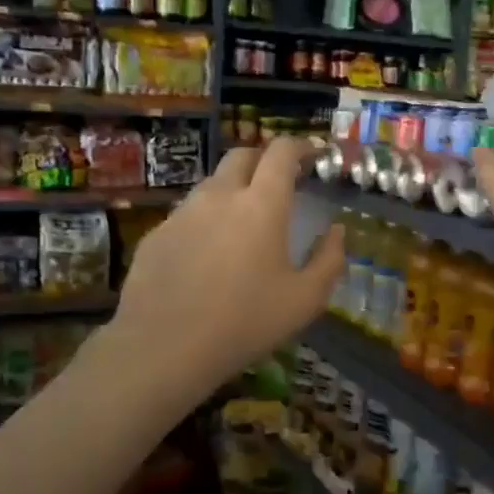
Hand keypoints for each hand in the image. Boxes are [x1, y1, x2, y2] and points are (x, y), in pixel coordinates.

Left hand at [109, 136, 342, 400]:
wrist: (164, 347)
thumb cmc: (245, 323)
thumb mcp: (305, 300)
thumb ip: (329, 259)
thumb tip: (336, 231)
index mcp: (261, 204)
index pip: (281, 152)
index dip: (300, 147)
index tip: (313, 156)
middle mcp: (220, 196)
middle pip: (242, 156)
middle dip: (264, 161)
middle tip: (279, 184)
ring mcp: (183, 213)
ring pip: (211, 184)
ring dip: (232, 190)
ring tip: (243, 222)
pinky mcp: (156, 234)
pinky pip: (187, 214)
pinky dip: (205, 220)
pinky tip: (207, 255)